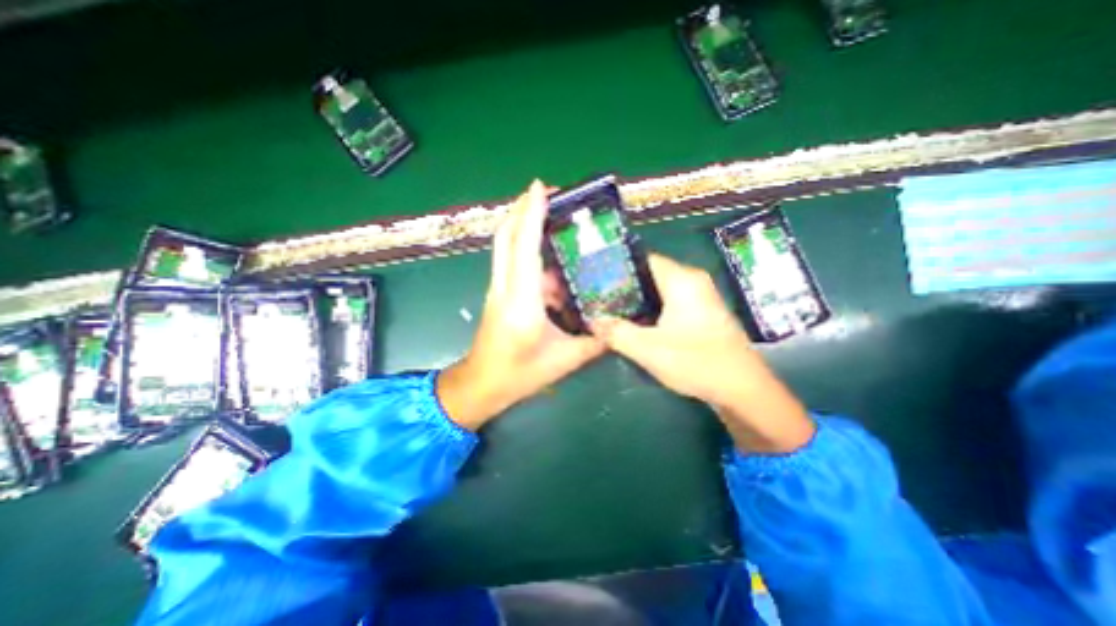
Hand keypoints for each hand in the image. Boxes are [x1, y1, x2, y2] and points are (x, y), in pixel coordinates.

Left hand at [437, 182, 609, 429]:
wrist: (481, 385)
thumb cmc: (519, 375)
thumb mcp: (564, 361)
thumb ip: (595, 342)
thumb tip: (618, 326)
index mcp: (522, 302)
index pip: (524, 248)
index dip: (531, 214)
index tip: (540, 186)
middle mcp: (504, 288)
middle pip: (506, 237)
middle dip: (523, 209)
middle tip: (548, 193)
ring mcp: (497, 289)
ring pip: (505, 247)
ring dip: (524, 227)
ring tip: (553, 219)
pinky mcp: (498, 294)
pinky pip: (511, 262)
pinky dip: (527, 250)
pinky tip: (552, 260)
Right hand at [591, 255, 812, 453]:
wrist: (743, 389)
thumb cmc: (696, 362)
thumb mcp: (648, 349)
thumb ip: (616, 333)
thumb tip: (591, 321)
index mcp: (681, 280)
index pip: (643, 260)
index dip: (618, 268)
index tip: (596, 279)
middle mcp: (692, 280)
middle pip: (650, 274)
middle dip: (624, 286)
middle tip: (599, 298)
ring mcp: (700, 295)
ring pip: (660, 289)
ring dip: (637, 299)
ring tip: (611, 309)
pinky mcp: (702, 311)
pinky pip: (670, 301)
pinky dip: (652, 308)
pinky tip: (636, 322)